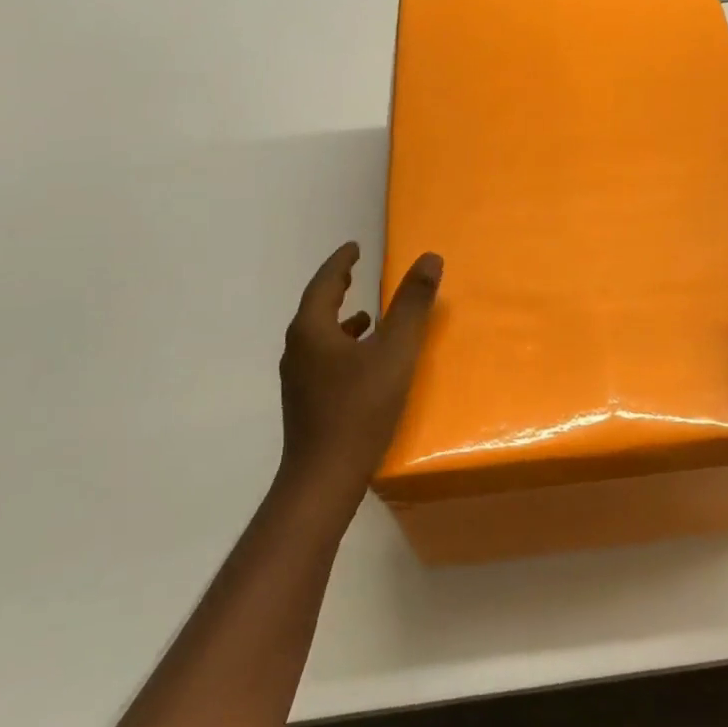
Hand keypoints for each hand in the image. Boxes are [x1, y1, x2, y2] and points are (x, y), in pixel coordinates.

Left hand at [278, 242, 442, 507]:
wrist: (324, 478)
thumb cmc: (360, 408)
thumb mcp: (395, 351)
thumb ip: (412, 304)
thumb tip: (429, 259)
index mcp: (312, 330)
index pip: (324, 283)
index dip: (341, 262)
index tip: (354, 247)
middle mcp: (298, 349)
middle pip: (317, 307)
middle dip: (337, 288)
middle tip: (357, 271)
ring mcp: (298, 379)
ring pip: (319, 336)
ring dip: (341, 320)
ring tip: (367, 315)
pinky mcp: (306, 403)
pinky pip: (323, 359)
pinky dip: (343, 347)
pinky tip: (365, 364)